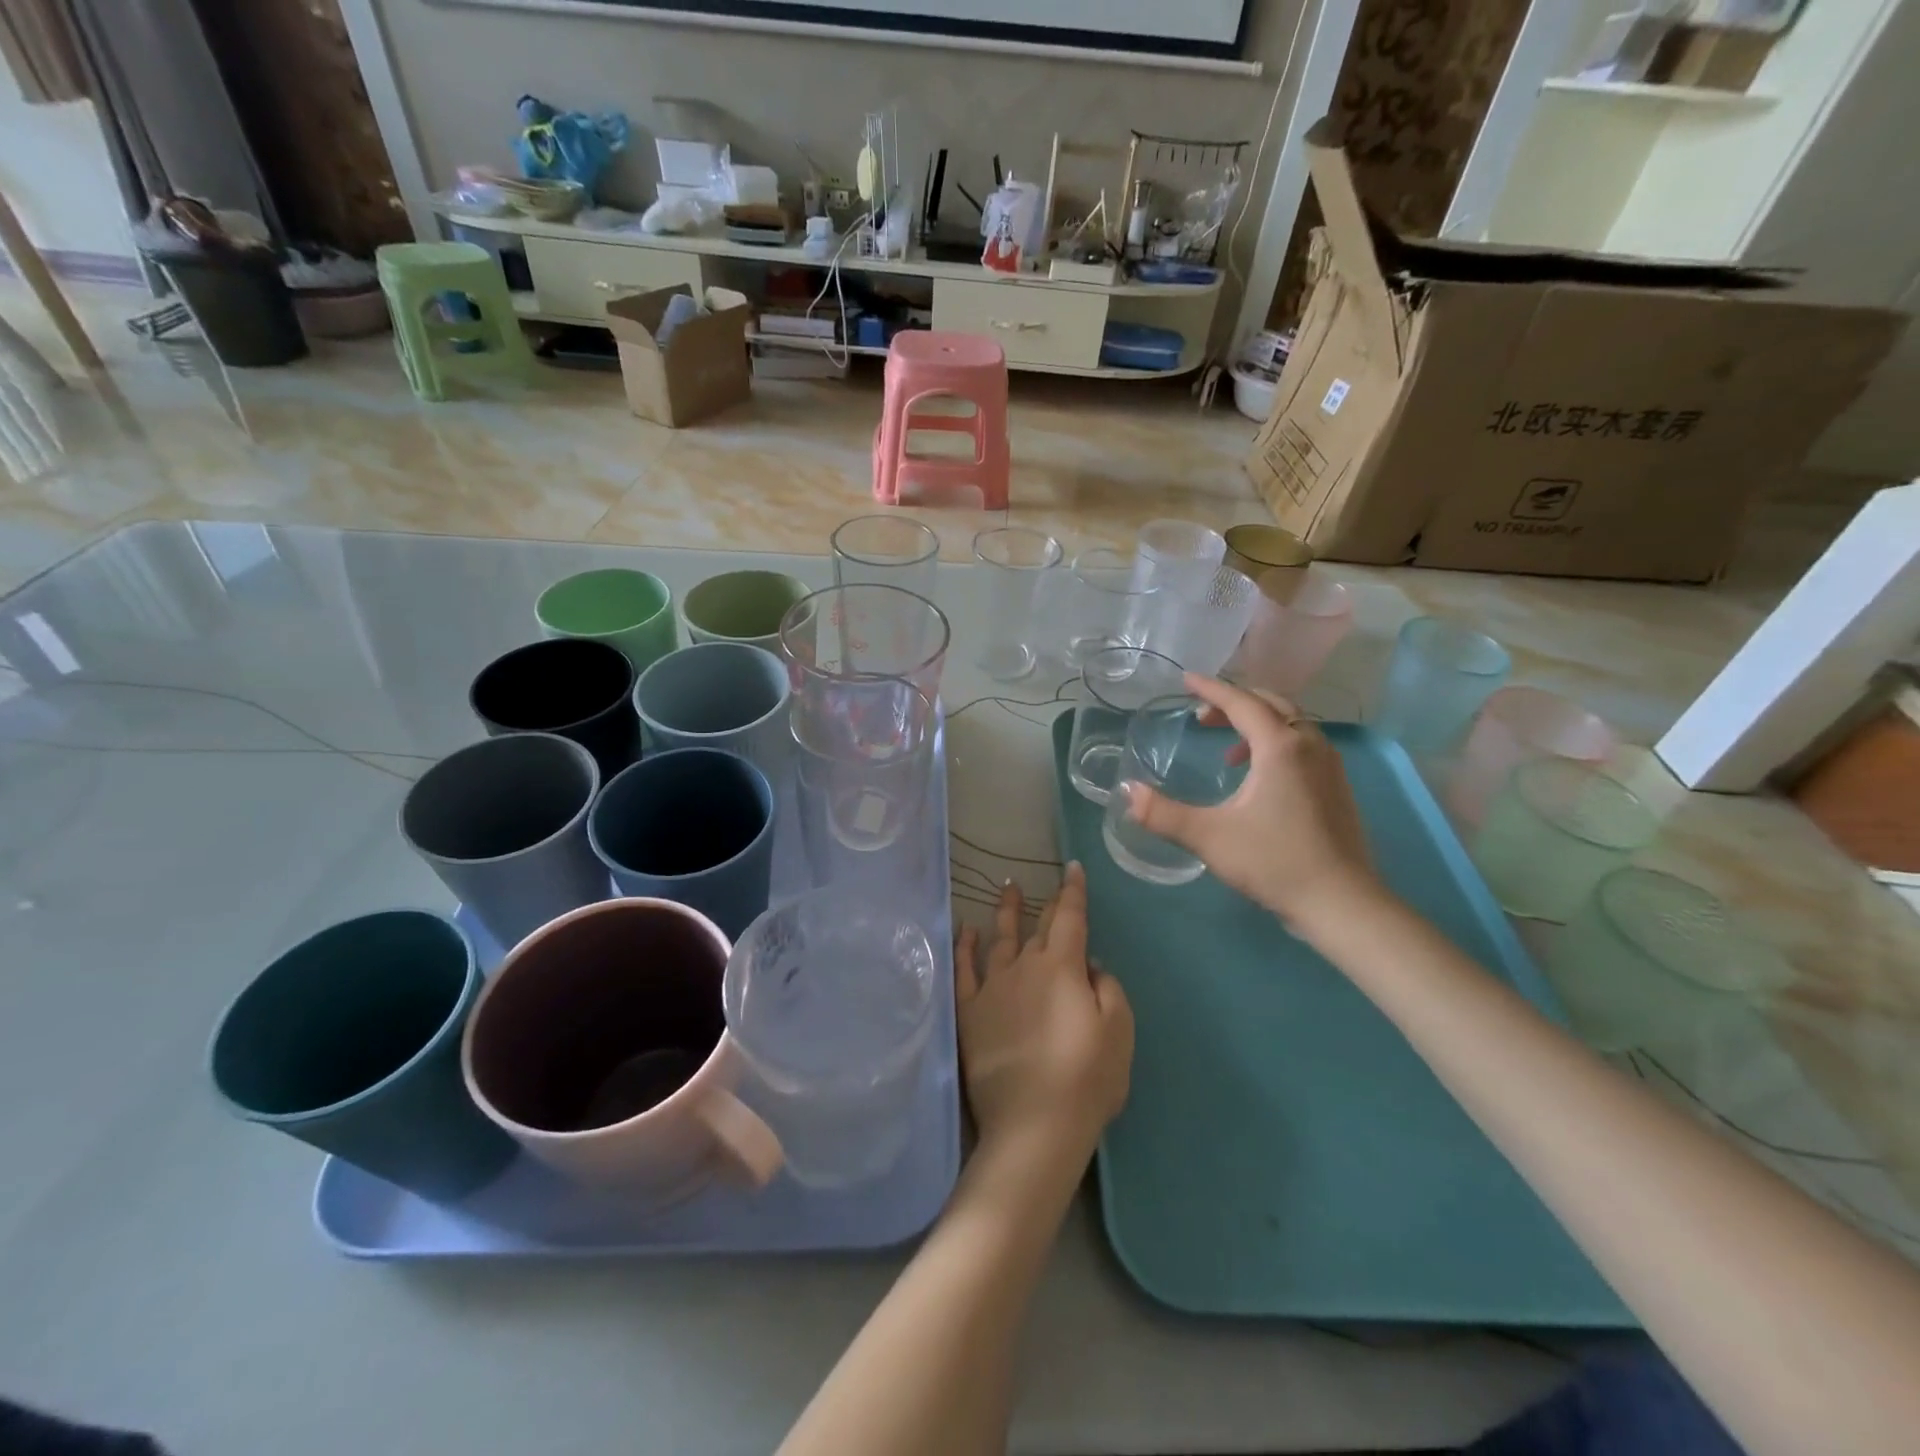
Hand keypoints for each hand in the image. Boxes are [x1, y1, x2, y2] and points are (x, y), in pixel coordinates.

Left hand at [954, 863, 1132, 1161]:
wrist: (1034, 1124)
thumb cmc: (1086, 1079)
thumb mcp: (1118, 1032)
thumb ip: (1108, 989)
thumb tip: (1090, 965)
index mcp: (1063, 968)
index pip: (1070, 918)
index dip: (1073, 891)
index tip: (1072, 869)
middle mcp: (1025, 967)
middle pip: (1038, 927)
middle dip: (1046, 903)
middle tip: (1045, 883)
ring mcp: (993, 988)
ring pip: (999, 939)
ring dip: (1004, 912)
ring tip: (1006, 889)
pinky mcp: (970, 1013)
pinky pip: (965, 970)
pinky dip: (964, 946)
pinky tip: (965, 930)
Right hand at [1120, 674, 1379, 931]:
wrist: (1342, 903)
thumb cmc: (1274, 862)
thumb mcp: (1209, 837)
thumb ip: (1162, 813)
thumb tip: (1127, 792)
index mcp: (1279, 746)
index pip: (1241, 702)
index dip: (1211, 689)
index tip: (1186, 680)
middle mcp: (1309, 744)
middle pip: (1270, 704)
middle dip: (1234, 703)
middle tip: (1201, 716)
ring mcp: (1329, 765)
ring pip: (1291, 723)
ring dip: (1257, 722)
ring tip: (1227, 748)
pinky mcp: (1338, 786)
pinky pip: (1303, 744)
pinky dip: (1276, 742)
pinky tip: (1259, 777)